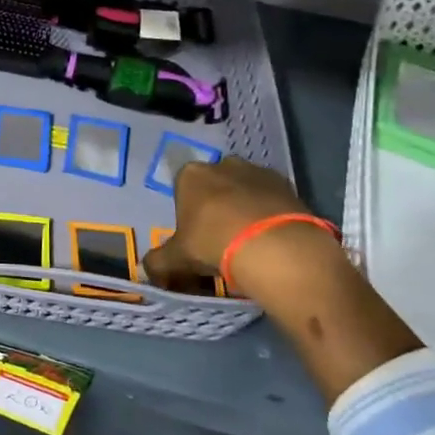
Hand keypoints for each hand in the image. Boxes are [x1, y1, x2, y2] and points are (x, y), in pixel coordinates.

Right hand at [143, 157, 335, 306]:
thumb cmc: (213, 243)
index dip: (188, 214)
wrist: (272, 246)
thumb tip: (146, 270)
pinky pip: (271, 198)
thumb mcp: (176, 258)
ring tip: (250, 241)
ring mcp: (257, 171)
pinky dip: (269, 213)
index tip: (195, 237)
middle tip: (222, 239)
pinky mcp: (287, 184)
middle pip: (215, 186)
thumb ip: (158, 262)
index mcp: (191, 175)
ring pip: (245, 189)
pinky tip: (270, 238)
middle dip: (217, 206)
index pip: (182, 190)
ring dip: (245, 208)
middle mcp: (222, 164)